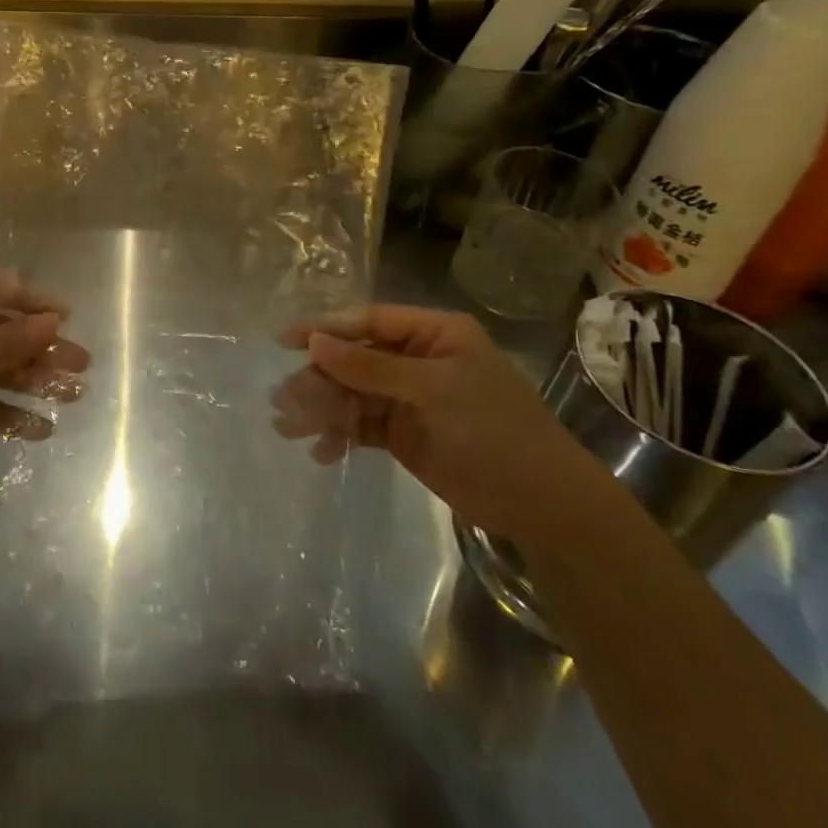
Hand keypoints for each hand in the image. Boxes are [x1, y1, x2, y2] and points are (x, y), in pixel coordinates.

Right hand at [272, 305, 617, 548]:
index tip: (286, 341)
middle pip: (354, 359)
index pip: (369, 321)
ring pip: (352, 394)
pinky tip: (321, 452)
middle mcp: (417, 360)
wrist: (543, 506)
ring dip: (322, 408)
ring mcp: (409, 398)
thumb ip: (370, 366)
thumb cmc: (494, 431)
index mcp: (433, 334)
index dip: (327, 329)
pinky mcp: (403, 434)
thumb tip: (314, 342)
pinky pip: (361, 426)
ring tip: (289, 427)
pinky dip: (340, 435)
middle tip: (283, 399)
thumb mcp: (432, 391)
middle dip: (319, 379)